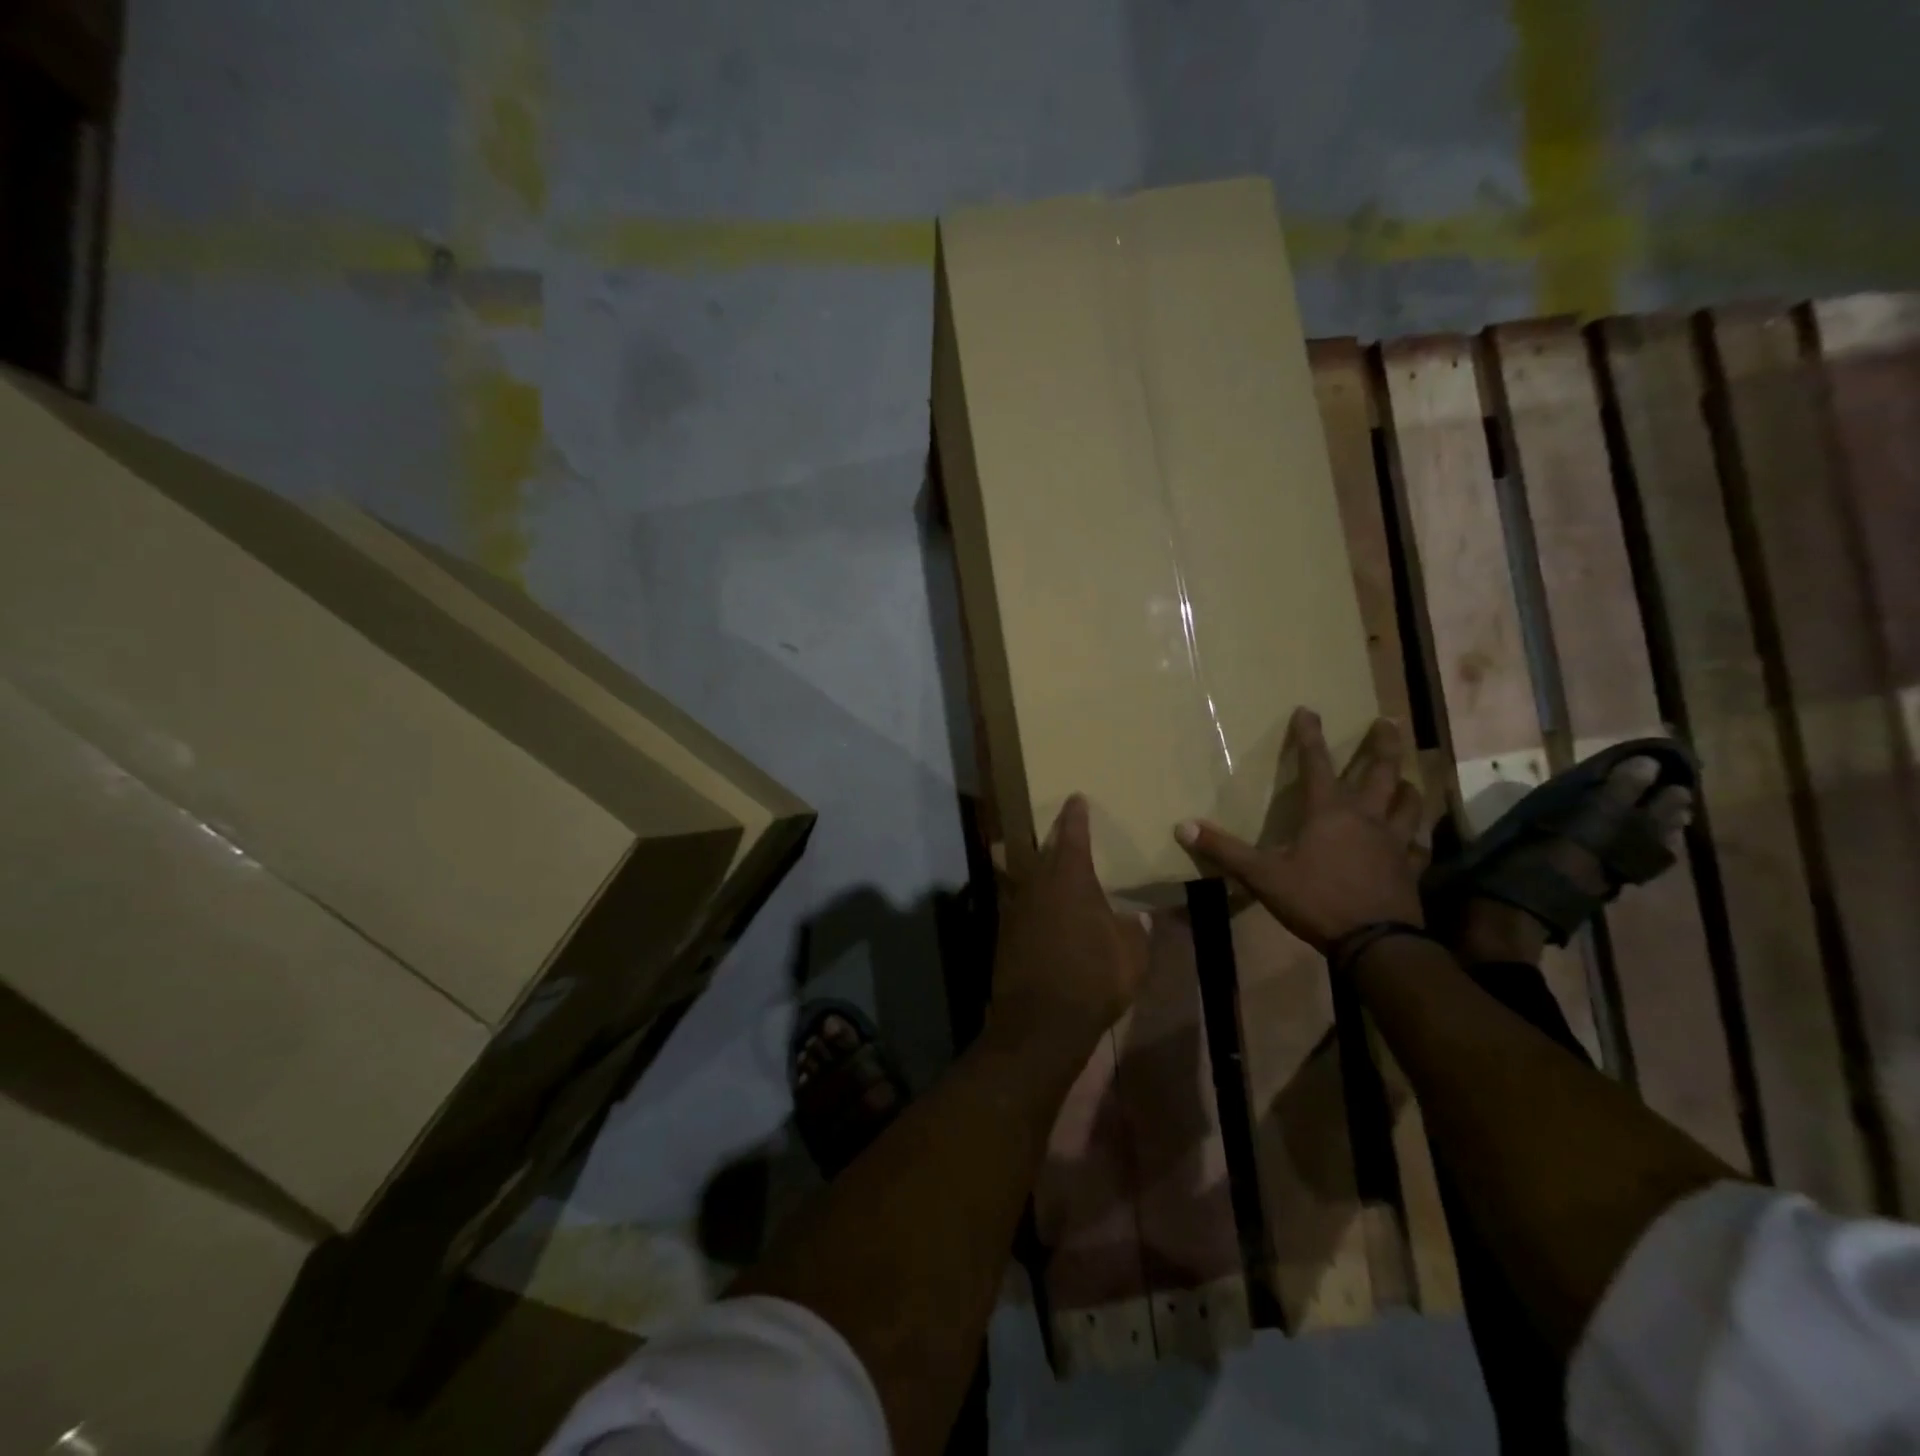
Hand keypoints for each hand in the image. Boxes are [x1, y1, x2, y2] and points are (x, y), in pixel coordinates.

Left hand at [991, 795, 1150, 1047]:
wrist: (1040, 1021)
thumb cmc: (1093, 979)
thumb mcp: (1131, 956)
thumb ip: (1135, 931)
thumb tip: (1137, 918)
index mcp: (1070, 879)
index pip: (1073, 835)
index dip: (1075, 816)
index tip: (1075, 798)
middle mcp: (1038, 884)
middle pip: (1041, 850)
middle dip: (1051, 836)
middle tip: (1059, 827)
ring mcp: (1016, 907)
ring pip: (1023, 874)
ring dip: (1032, 864)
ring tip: (1043, 860)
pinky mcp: (1004, 933)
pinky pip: (1018, 903)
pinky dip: (1028, 898)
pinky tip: (1037, 908)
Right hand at [1175, 709, 1424, 949]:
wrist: (1376, 943)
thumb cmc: (1316, 901)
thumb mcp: (1262, 875)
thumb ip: (1224, 850)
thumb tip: (1182, 827)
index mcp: (1329, 813)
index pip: (1316, 764)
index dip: (1310, 736)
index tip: (1308, 710)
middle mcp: (1366, 818)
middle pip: (1380, 771)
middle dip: (1382, 744)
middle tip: (1389, 722)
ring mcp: (1394, 842)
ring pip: (1408, 803)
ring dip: (1407, 784)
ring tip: (1407, 775)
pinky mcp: (1411, 868)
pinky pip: (1419, 844)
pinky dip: (1418, 835)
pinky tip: (1417, 836)